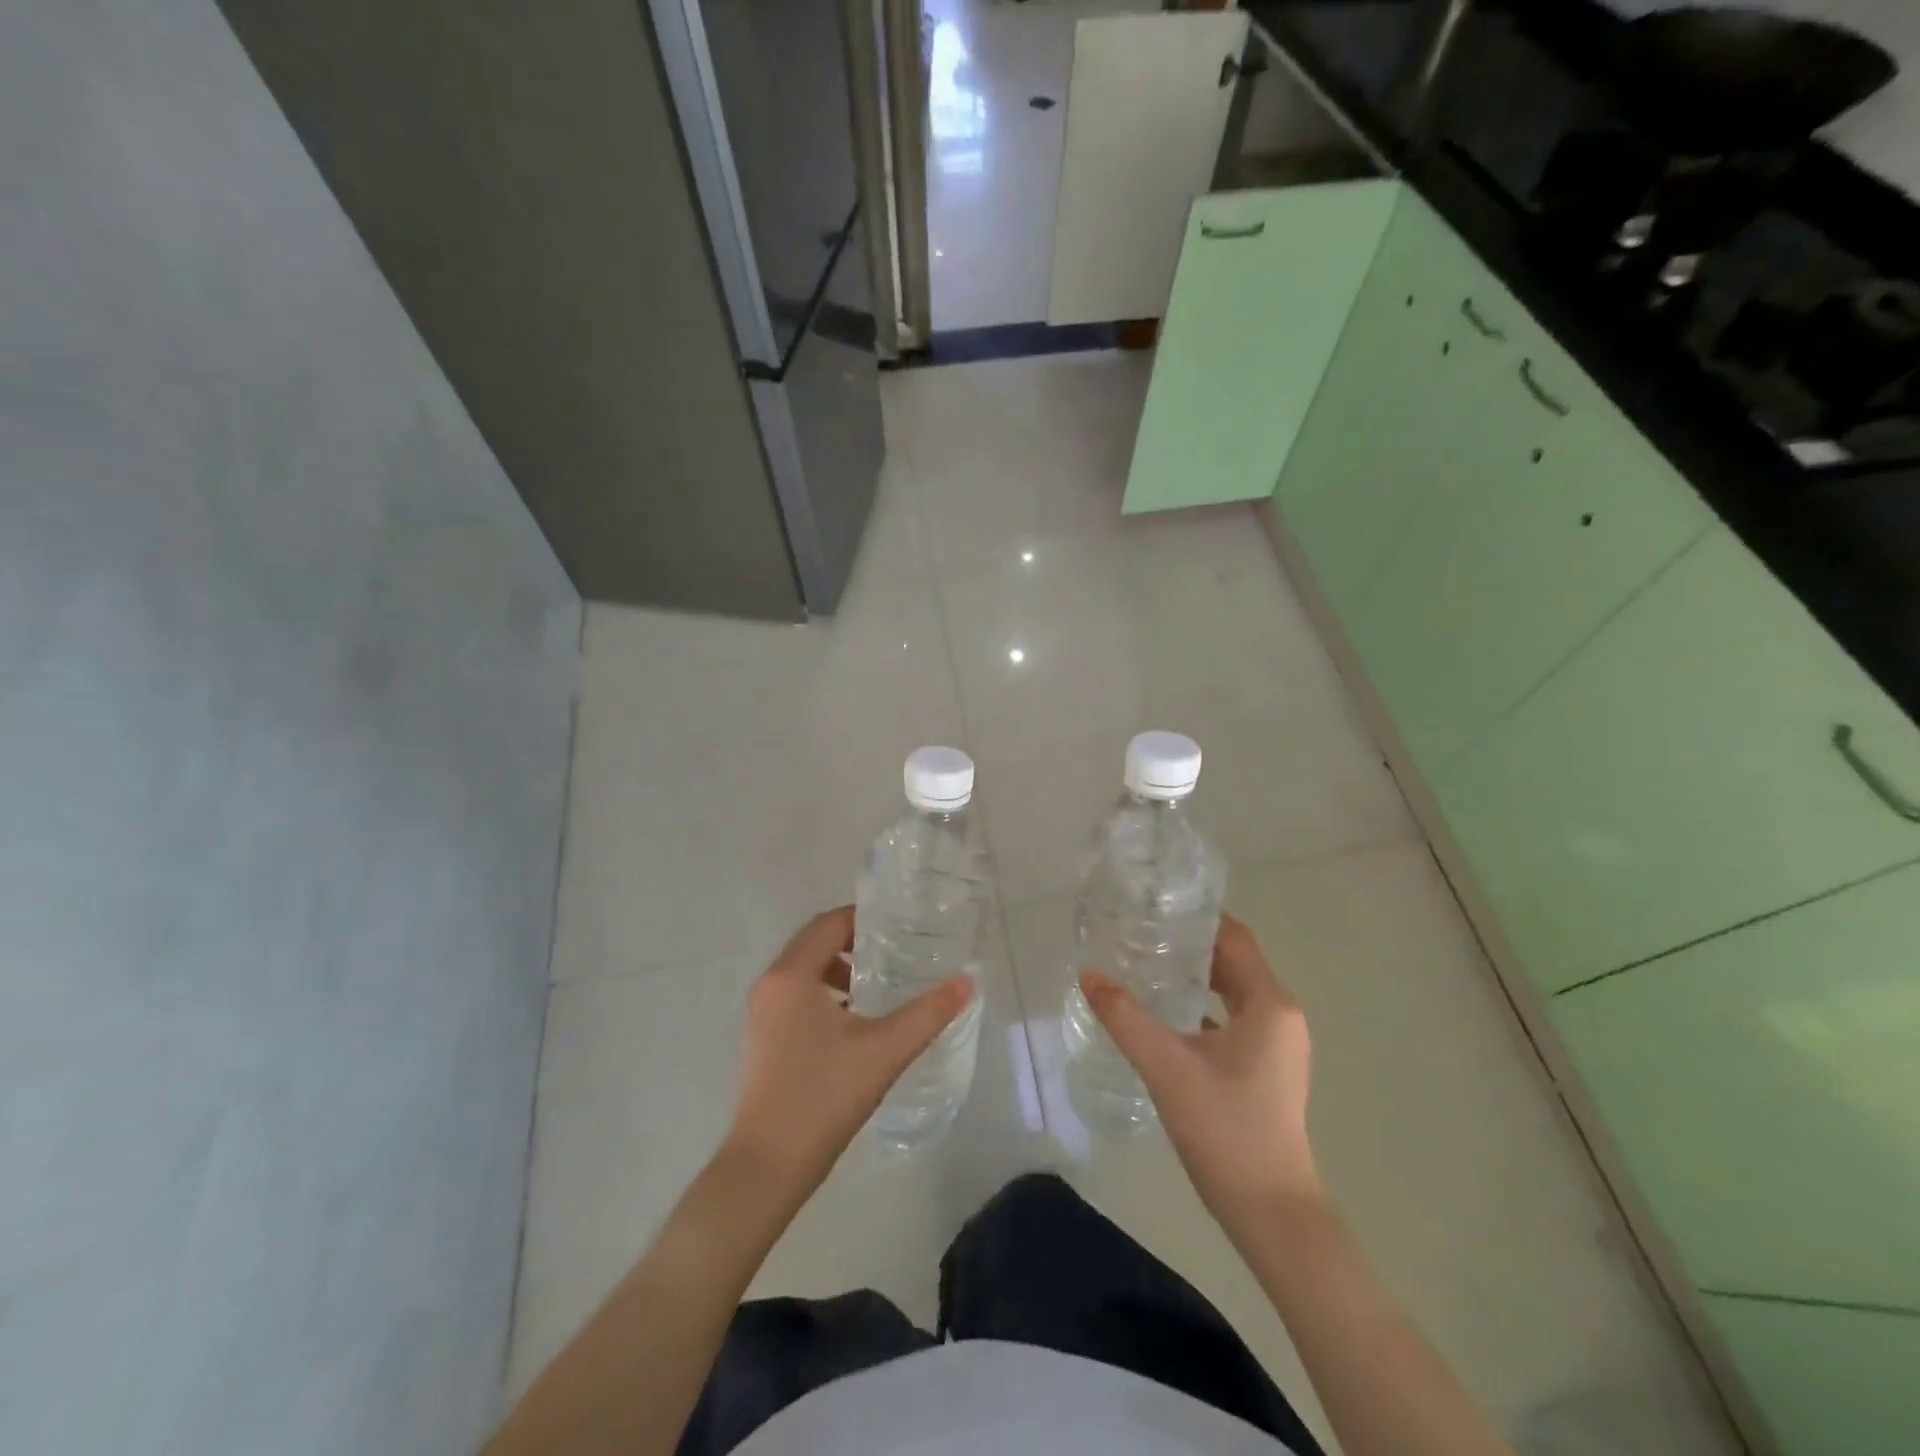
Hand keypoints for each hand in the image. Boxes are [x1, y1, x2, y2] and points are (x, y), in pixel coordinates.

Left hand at [722, 907, 973, 1200]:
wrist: (768, 1167)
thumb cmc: (824, 1097)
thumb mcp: (884, 1051)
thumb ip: (928, 1013)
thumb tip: (966, 982)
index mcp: (792, 975)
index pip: (830, 923)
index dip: (865, 919)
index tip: (901, 928)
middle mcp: (771, 983)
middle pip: (815, 941)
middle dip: (856, 942)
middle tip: (897, 951)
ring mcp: (762, 1012)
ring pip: (805, 970)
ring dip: (841, 969)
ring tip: (880, 986)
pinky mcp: (763, 1036)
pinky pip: (796, 994)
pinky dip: (825, 992)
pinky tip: (856, 1021)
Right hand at [1081, 915, 1319, 1219]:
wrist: (1271, 1212)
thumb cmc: (1226, 1130)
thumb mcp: (1167, 1068)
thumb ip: (1125, 1018)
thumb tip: (1089, 976)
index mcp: (1269, 1004)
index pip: (1233, 937)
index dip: (1195, 919)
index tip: (1153, 909)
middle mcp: (1280, 1015)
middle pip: (1233, 961)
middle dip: (1189, 946)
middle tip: (1139, 934)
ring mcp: (1277, 1044)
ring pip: (1232, 991)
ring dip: (1195, 977)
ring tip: (1145, 966)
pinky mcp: (1267, 1067)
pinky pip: (1233, 1019)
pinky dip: (1203, 1007)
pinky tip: (1165, 1015)